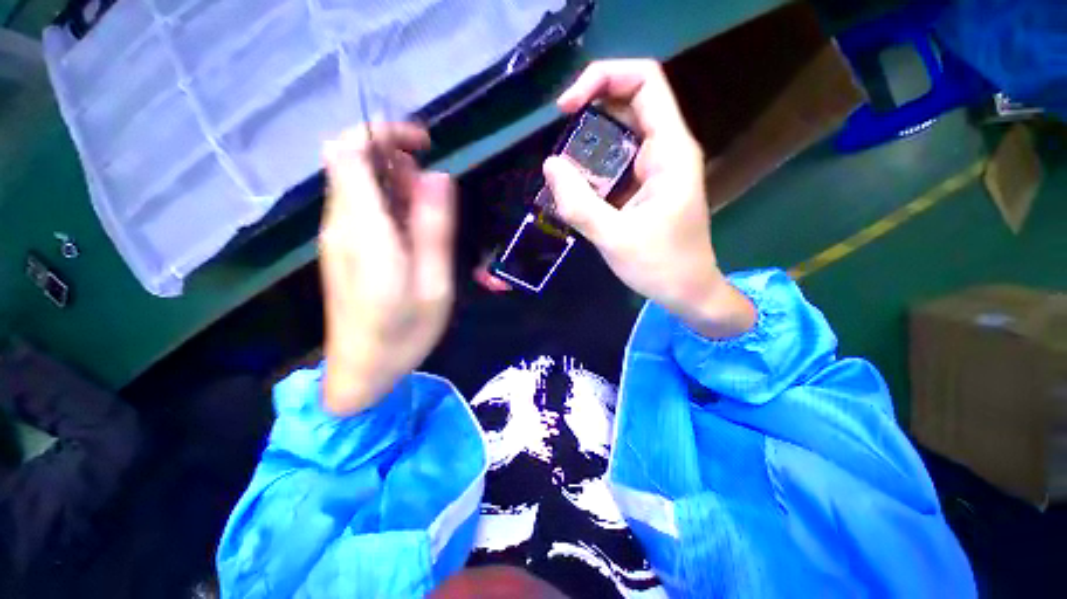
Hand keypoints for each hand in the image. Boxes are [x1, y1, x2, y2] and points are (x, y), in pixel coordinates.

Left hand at [319, 124, 455, 415]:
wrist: (362, 372)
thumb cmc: (403, 334)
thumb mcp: (433, 283)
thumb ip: (434, 228)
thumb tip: (437, 176)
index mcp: (363, 230)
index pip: (348, 150)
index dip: (381, 132)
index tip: (423, 144)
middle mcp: (341, 225)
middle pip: (352, 161)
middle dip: (395, 158)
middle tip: (435, 192)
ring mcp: (338, 237)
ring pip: (358, 184)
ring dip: (396, 183)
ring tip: (430, 216)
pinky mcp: (343, 250)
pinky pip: (362, 208)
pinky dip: (390, 203)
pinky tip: (414, 232)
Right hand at [543, 60, 754, 337]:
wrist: (687, 291)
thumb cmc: (659, 267)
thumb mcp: (614, 238)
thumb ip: (579, 203)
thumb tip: (550, 165)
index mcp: (670, 152)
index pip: (644, 82)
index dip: (603, 78)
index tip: (566, 108)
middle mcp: (667, 150)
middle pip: (630, 102)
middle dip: (590, 109)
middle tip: (558, 135)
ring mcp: (658, 168)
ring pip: (622, 133)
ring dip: (589, 141)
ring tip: (563, 167)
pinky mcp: (647, 186)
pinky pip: (619, 161)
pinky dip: (594, 166)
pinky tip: (576, 185)